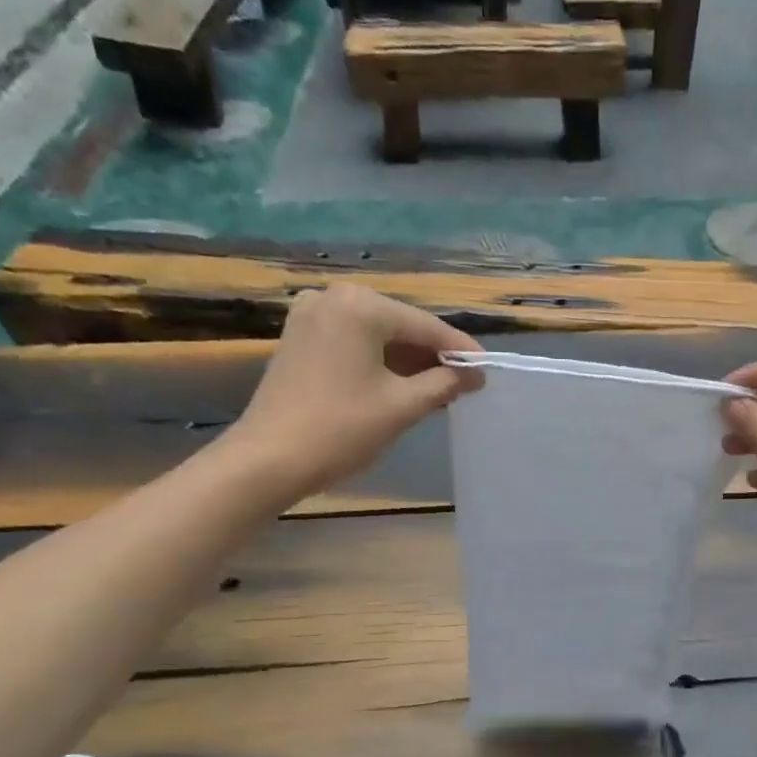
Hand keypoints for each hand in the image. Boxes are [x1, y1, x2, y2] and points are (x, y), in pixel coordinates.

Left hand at [231, 285, 481, 496]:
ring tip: (440, 390)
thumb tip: (474, 375)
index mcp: (360, 306)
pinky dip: (380, 363)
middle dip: (433, 357)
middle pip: (400, 326)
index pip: (425, 326)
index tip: (487, 370)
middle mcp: (334, 298)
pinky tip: (402, 386)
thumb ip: (443, 384)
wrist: (269, 459)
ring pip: (377, 336)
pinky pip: (354, 344)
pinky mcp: (300, 339)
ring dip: (408, 362)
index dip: (460, 351)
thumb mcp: (401, 407)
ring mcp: (311, 316)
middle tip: (466, 384)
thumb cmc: (341, 430)